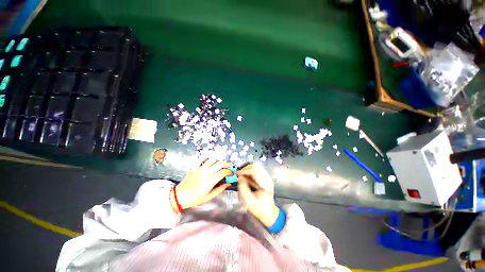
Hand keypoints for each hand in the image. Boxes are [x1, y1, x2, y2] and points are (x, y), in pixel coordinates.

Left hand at [171, 159, 231, 211]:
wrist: (179, 196)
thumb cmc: (194, 199)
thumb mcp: (208, 197)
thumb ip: (219, 190)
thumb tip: (228, 184)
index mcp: (209, 182)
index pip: (222, 172)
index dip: (228, 172)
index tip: (231, 174)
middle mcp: (205, 173)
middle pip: (219, 164)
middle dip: (226, 164)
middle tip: (229, 166)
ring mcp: (199, 169)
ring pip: (212, 160)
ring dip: (218, 161)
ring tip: (221, 164)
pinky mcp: (195, 167)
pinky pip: (202, 159)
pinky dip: (208, 158)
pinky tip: (210, 161)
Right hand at [237, 164, 279, 226]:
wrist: (269, 214)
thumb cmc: (260, 209)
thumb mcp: (249, 201)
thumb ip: (243, 189)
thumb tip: (239, 178)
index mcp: (265, 184)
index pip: (255, 171)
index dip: (245, 171)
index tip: (238, 174)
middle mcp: (267, 178)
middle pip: (256, 167)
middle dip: (246, 169)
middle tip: (239, 174)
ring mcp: (266, 178)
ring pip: (256, 168)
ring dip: (247, 170)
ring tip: (241, 176)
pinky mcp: (264, 179)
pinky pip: (256, 172)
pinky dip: (249, 173)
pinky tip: (245, 178)